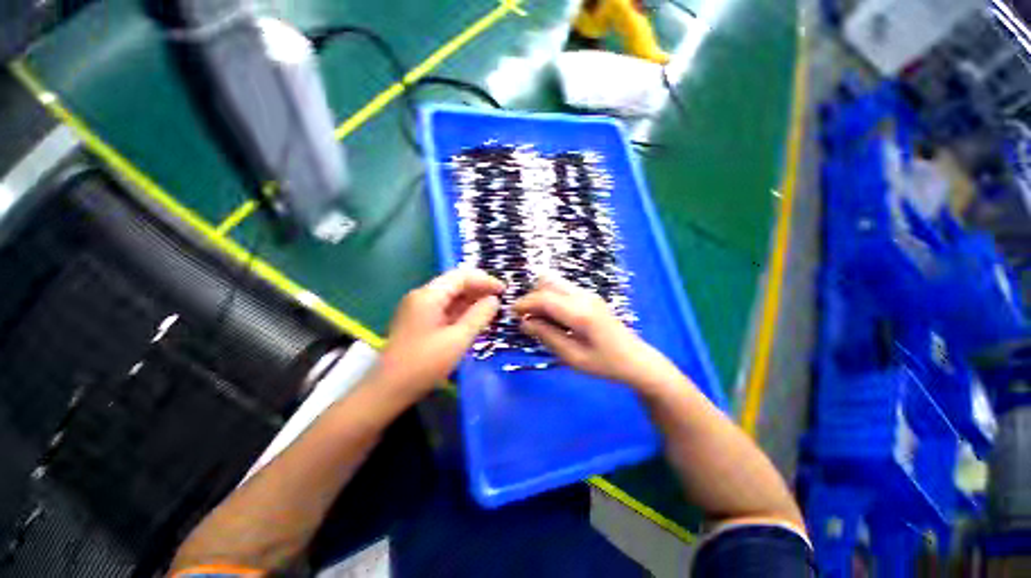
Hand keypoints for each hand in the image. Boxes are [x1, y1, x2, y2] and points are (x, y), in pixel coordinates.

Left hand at [375, 269, 503, 400]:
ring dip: (471, 300)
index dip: (485, 280)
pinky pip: (444, 308)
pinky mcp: (419, 320)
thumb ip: (479, 316)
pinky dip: (461, 311)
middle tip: (500, 300)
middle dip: (479, 289)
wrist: (388, 390)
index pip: (461, 276)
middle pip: (455, 284)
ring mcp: (418, 308)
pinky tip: (474, 319)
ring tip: (492, 309)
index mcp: (429, 295)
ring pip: (450, 296)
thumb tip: (494, 300)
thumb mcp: (458, 339)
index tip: (504, 290)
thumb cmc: (425, 364)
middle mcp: (422, 296)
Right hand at [513, 274, 676, 389]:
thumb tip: (524, 322)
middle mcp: (583, 296)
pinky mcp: (590, 297)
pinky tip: (554, 318)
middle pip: (547, 282)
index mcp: (580, 313)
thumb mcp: (573, 357)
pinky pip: (563, 290)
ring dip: (541, 296)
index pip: (544, 298)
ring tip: (539, 319)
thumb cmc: (605, 364)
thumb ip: (547, 336)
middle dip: (532, 297)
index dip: (524, 303)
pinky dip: (551, 298)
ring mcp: (588, 294)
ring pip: (555, 283)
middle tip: (527, 318)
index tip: (512, 313)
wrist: (637, 359)